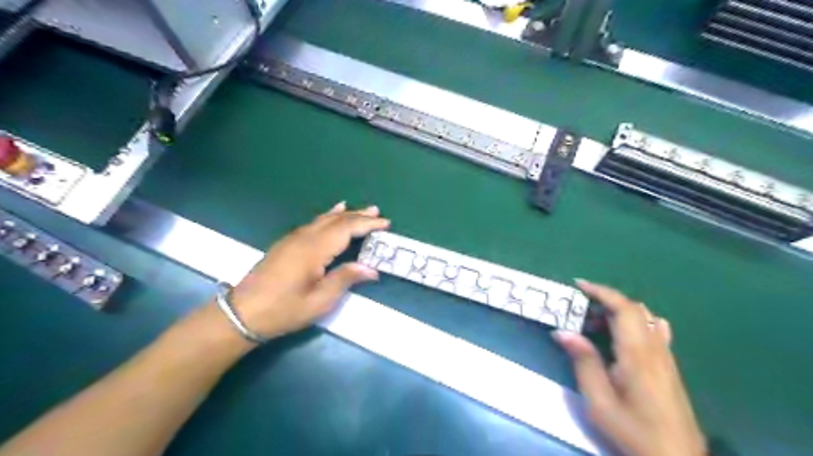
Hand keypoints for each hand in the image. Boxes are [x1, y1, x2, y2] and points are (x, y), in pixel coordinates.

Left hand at [224, 203, 390, 341]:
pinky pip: (312, 223)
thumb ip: (345, 279)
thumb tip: (371, 269)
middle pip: (336, 220)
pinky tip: (331, 214)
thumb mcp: (319, 301)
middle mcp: (304, 238)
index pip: (346, 229)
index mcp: (314, 250)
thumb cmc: (283, 310)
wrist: (241, 314)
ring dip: (344, 214)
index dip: (367, 224)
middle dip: (358, 215)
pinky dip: (327, 217)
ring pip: (323, 219)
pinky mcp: (286, 244)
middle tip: (377, 212)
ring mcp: (293, 239)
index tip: (385, 223)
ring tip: (360, 209)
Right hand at [556, 281, 708, 455]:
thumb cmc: (633, 431)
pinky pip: (653, 331)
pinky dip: (634, 322)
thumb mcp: (599, 401)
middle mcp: (655, 348)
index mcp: (637, 354)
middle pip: (635, 309)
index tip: (578, 285)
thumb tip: (562, 331)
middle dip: (606, 300)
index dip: (601, 291)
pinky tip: (622, 336)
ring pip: (645, 318)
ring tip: (595, 322)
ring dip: (618, 311)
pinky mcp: (669, 367)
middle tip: (580, 309)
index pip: (623, 308)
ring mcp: (666, 357)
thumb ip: (583, 362)